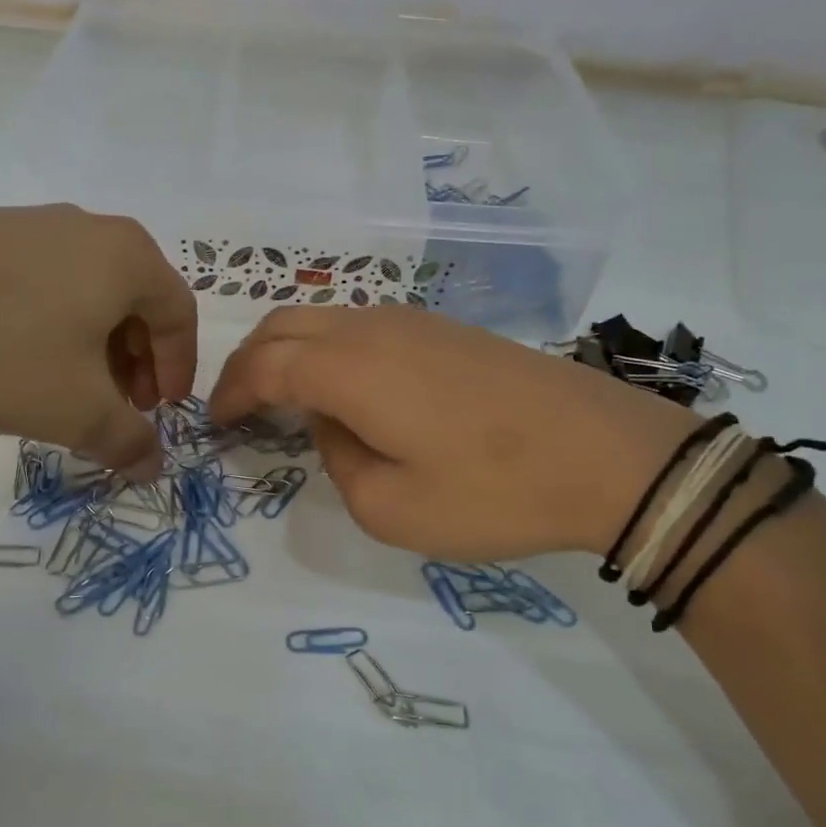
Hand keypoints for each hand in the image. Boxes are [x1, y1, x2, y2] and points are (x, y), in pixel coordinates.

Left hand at [0, 205, 196, 477]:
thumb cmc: (2, 353)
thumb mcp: (78, 412)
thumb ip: (128, 442)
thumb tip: (153, 465)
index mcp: (126, 256)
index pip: (180, 313)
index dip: (178, 368)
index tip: (160, 412)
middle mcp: (85, 227)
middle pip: (134, 299)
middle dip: (135, 360)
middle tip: (120, 405)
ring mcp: (26, 222)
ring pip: (84, 289)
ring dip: (92, 343)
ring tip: (67, 387)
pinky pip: (36, 279)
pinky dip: (46, 321)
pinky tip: (12, 357)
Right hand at [209, 306, 694, 558]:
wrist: (609, 455)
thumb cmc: (493, 491)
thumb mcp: (391, 508)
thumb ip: (338, 460)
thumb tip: (333, 422)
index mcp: (349, 369)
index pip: (264, 366)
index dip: (232, 392)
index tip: (216, 423)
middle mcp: (372, 329)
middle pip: (285, 324)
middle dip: (249, 361)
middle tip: (239, 405)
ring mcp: (413, 321)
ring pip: (324, 318)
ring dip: (290, 351)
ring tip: (284, 398)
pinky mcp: (446, 329)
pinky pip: (362, 326)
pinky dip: (330, 350)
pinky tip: (346, 389)